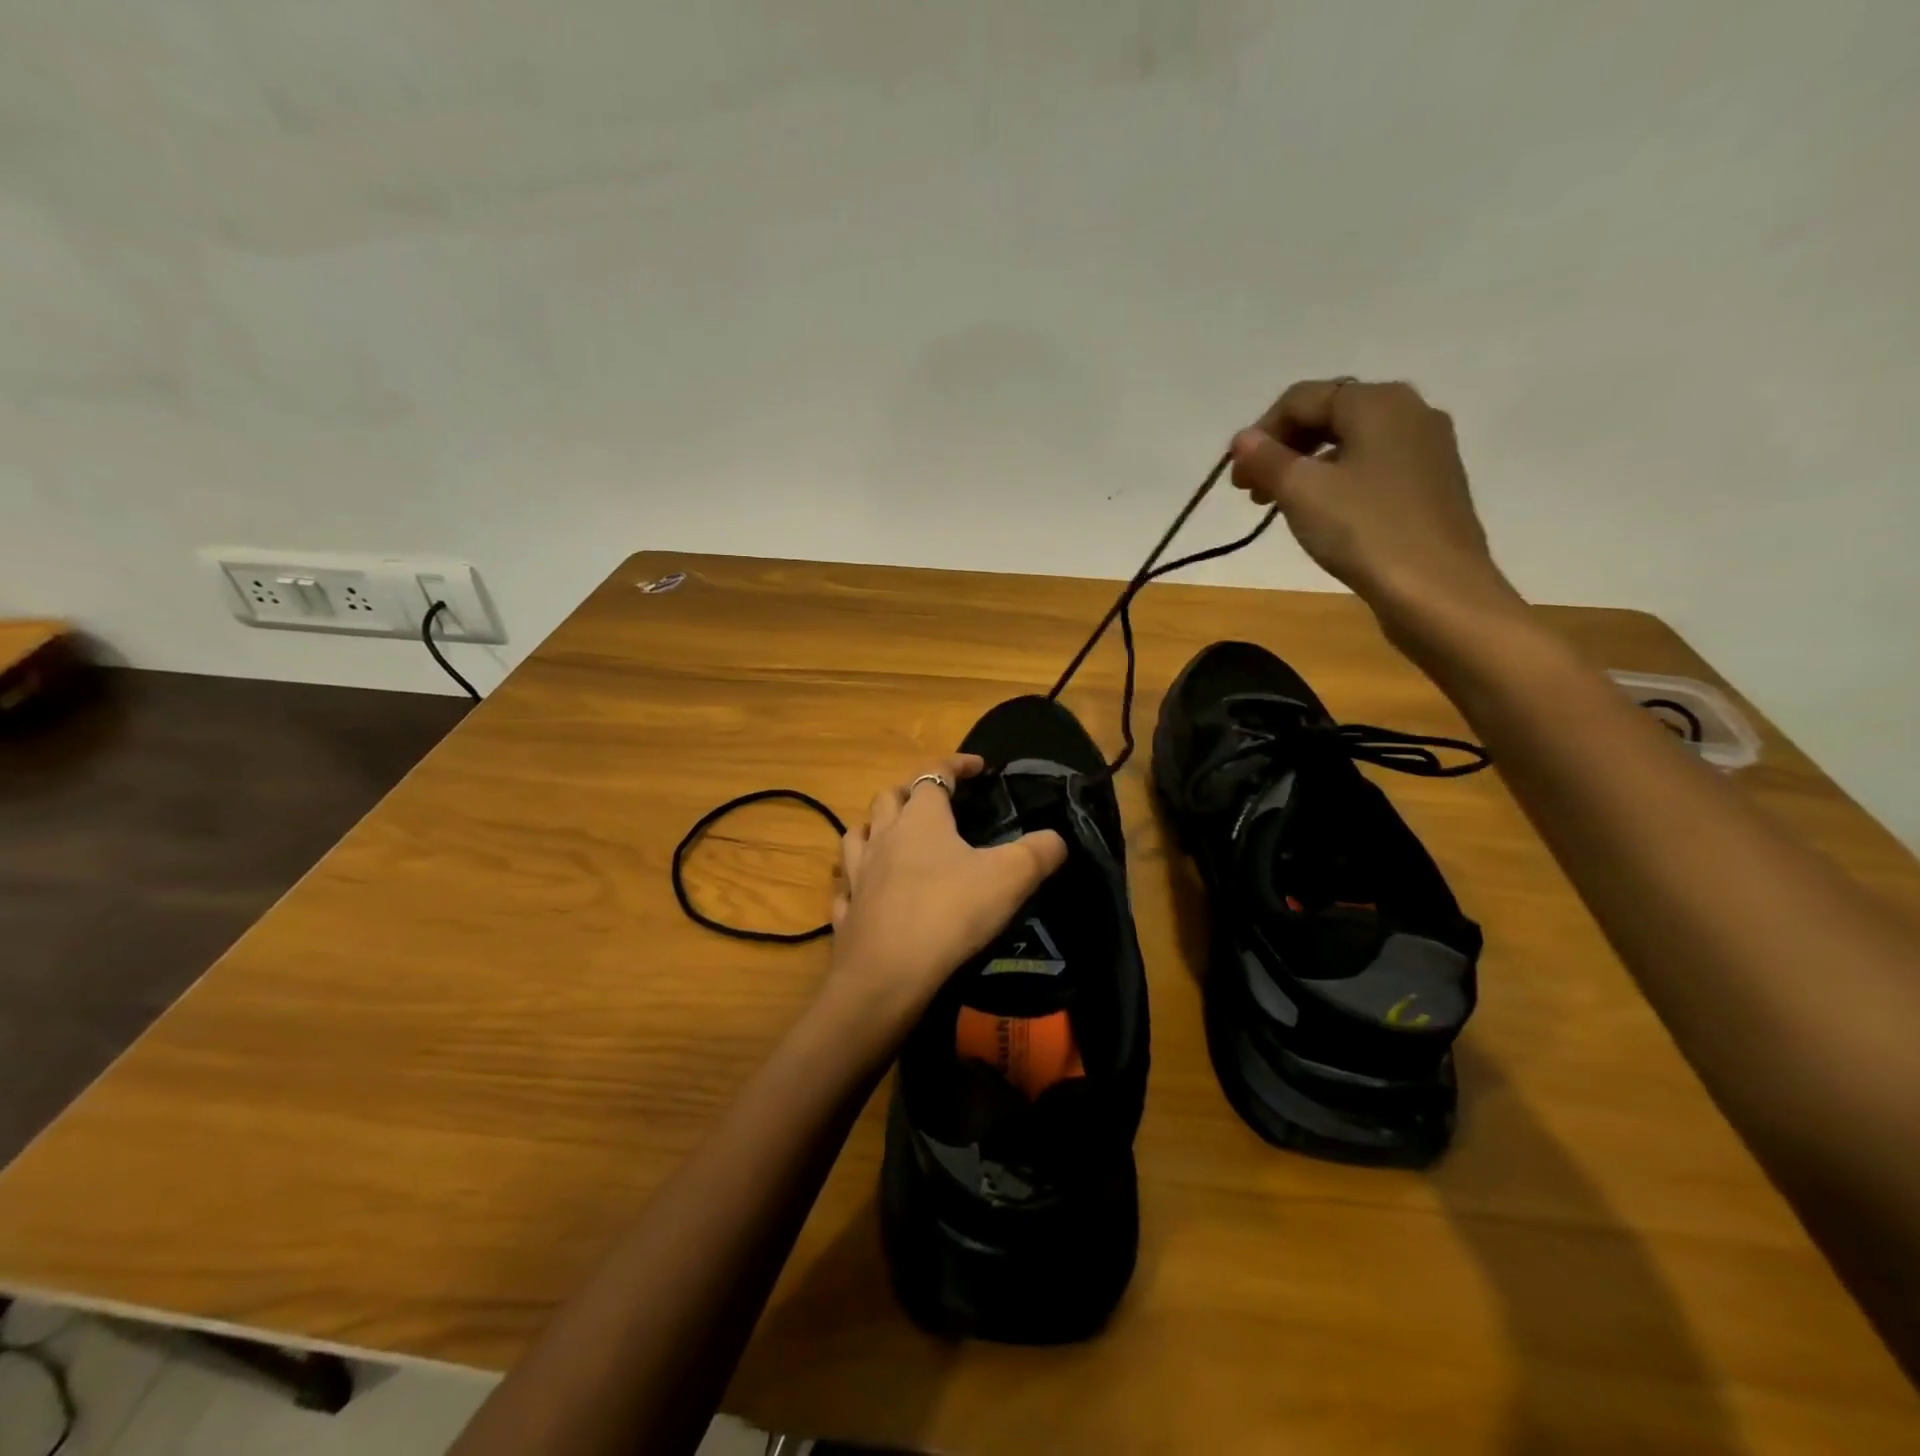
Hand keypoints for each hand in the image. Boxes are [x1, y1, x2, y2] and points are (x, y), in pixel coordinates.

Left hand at [821, 754, 1067, 1036]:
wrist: (888, 975)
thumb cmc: (950, 913)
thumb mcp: (1011, 877)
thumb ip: (1039, 852)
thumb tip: (1056, 838)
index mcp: (921, 819)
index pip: (935, 774)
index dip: (957, 764)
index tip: (978, 766)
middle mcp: (883, 837)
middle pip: (889, 798)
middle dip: (911, 791)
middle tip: (934, 802)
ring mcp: (858, 875)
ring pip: (857, 835)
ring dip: (874, 828)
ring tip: (892, 837)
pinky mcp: (847, 912)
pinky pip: (846, 887)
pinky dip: (856, 882)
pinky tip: (866, 892)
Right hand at [1230, 378, 1527, 647]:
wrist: (1437, 590)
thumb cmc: (1365, 531)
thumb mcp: (1302, 492)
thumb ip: (1267, 459)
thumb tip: (1243, 439)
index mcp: (1378, 401)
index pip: (1301, 399)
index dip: (1260, 435)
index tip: (1236, 479)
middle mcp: (1410, 411)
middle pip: (1329, 415)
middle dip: (1283, 450)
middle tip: (1252, 493)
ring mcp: (1427, 448)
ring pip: (1351, 443)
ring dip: (1307, 468)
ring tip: (1281, 506)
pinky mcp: (1433, 484)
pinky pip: (1373, 467)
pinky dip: (1338, 482)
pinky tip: (1323, 515)